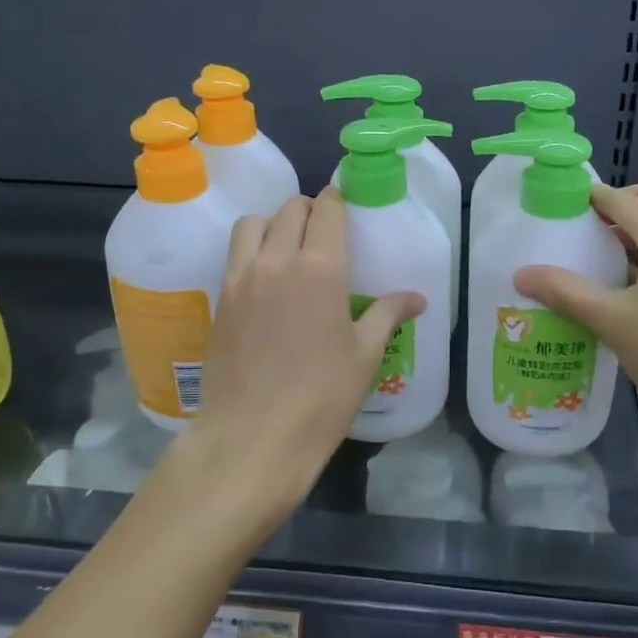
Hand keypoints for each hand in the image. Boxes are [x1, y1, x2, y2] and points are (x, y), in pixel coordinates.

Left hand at [185, 188, 424, 530]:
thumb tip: (417, 298)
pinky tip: (265, 278)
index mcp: (321, 268)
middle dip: (309, 210)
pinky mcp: (221, 299)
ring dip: (273, 223)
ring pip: (254, 224)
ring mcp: (243, 277)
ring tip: (287, 247)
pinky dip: (251, 249)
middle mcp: (278, 260)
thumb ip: (387, 314)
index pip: (327, 210)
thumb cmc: (321, 397)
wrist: (253, 437)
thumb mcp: (364, 355)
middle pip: (291, 210)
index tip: (343, 206)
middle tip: (323, 231)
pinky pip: (235, 254)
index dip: (336, 200)